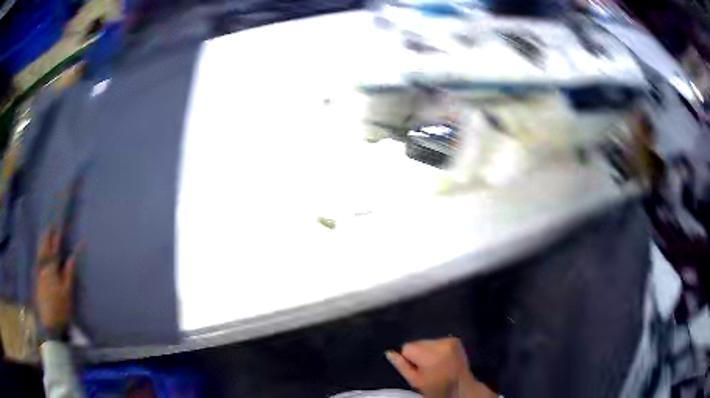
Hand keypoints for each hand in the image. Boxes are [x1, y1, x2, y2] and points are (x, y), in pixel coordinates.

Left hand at [36, 228, 76, 334]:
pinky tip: (40, 253)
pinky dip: (39, 253)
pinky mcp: (37, 280)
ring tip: (44, 235)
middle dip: (47, 237)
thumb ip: (68, 273)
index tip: (57, 225)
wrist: (50, 324)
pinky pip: (38, 261)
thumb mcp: (67, 293)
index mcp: (51, 269)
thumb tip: (71, 256)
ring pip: (39, 254)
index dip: (56, 237)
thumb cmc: (60, 308)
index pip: (54, 249)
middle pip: (44, 248)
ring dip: (42, 243)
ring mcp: (39, 273)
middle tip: (49, 226)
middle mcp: (43, 267)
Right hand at [386, 337, 495, 397]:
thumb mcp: (415, 381)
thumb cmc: (435, 388)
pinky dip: (437, 348)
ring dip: (427, 350)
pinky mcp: (455, 340)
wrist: (462, 387)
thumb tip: (389, 353)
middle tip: (425, 367)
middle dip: (418, 352)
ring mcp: (450, 340)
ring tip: (435, 363)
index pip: (407, 347)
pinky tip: (442, 358)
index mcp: (430, 356)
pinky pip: (437, 340)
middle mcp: (441, 344)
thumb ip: (402, 366)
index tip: (416, 368)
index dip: (408, 358)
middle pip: (417, 342)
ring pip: (427, 341)